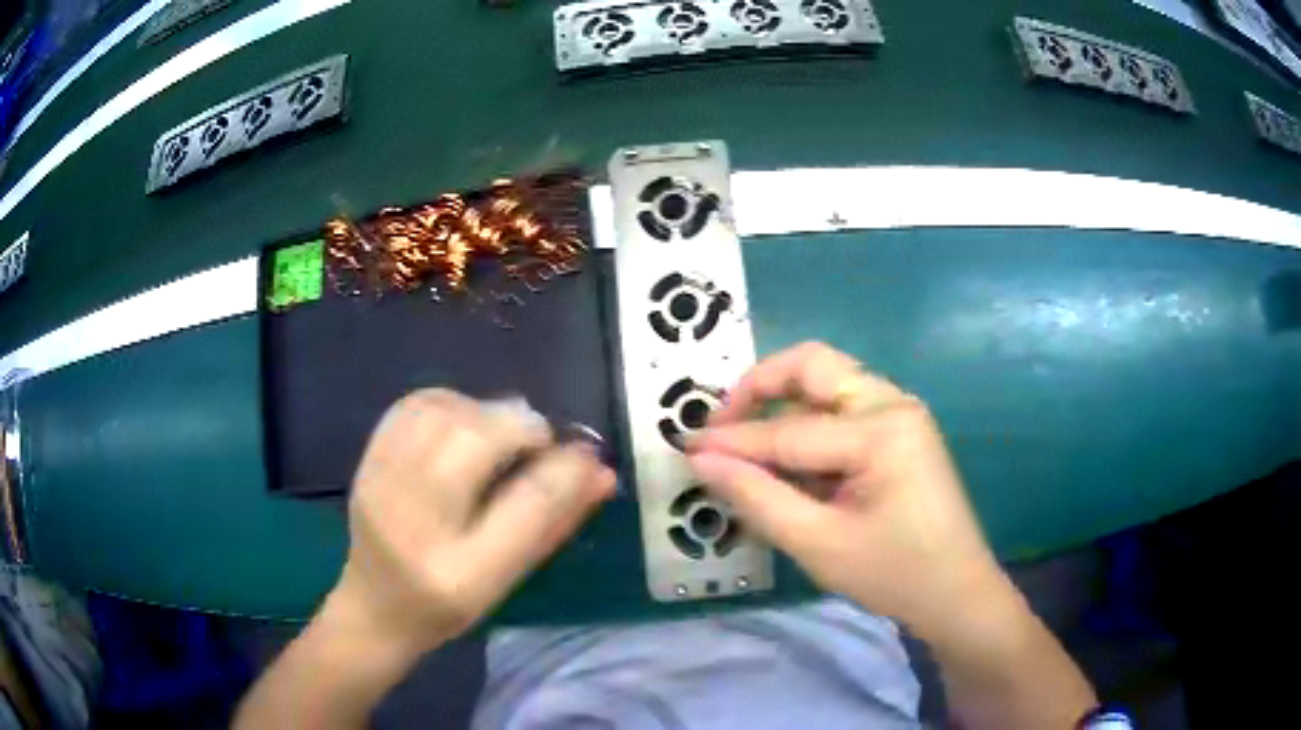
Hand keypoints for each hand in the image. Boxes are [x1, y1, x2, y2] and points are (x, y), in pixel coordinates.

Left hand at [326, 390, 614, 652]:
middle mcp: (415, 523)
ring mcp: (382, 486)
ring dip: (485, 411)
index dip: (567, 468)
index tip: (588, 454)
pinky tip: (462, 423)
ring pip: (443, 413)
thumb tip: (601, 472)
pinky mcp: (366, 462)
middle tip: (538, 441)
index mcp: (462, 573)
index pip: (527, 505)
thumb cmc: (448, 607)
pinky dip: (449, 403)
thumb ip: (553, 524)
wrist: (374, 608)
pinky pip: (412, 406)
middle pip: (475, 441)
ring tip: (500, 433)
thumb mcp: (507, 580)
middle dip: (521, 427)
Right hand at [686, 342, 1004, 638]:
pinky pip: (842, 413)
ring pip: (827, 387)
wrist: (956, 594)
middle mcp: (893, 403)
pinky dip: (807, 431)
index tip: (685, 447)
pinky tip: (788, 467)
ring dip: (783, 411)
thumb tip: (702, 460)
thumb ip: (757, 497)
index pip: (789, 430)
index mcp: (882, 429)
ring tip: (748, 454)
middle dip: (760, 388)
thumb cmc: (894, 574)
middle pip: (813, 367)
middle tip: (721, 425)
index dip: (732, 442)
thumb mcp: (818, 543)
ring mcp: (900, 414)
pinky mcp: (900, 432)